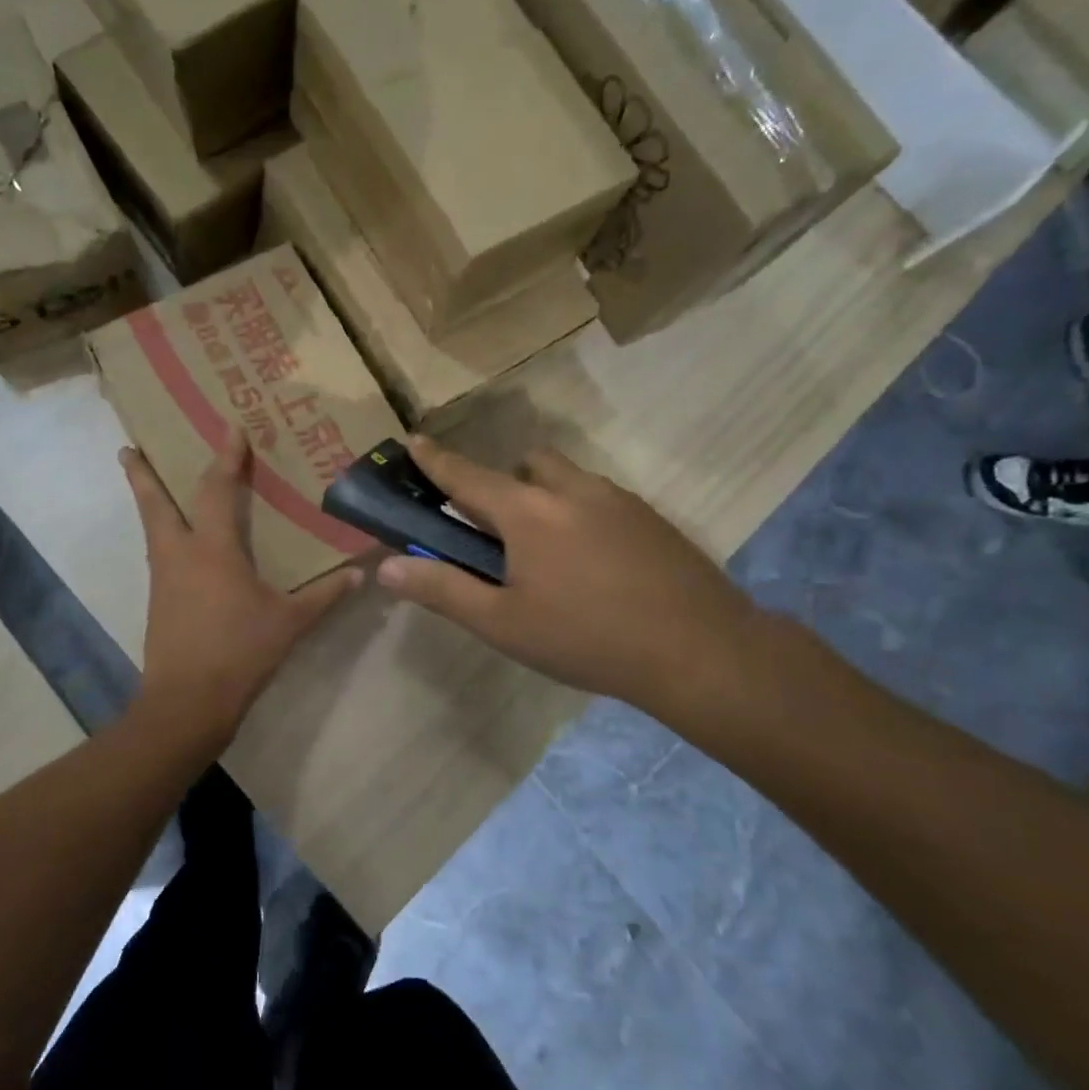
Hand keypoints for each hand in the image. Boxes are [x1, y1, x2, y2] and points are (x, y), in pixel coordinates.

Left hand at [123, 428, 361, 736]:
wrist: (186, 703)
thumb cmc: (239, 652)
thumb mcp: (290, 623)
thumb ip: (325, 595)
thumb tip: (360, 574)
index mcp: (213, 550)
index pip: (216, 490)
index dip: (225, 457)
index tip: (229, 427)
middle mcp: (180, 554)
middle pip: (154, 503)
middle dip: (142, 473)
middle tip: (128, 447)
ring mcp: (163, 578)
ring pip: (151, 528)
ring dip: (148, 501)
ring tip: (147, 484)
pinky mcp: (158, 602)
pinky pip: (159, 554)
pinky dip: (162, 535)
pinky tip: (177, 545)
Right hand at [375, 436, 769, 732]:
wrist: (701, 650)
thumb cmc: (587, 638)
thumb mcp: (503, 623)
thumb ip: (442, 589)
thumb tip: (387, 567)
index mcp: (527, 512)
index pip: (466, 475)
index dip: (435, 459)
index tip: (413, 440)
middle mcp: (570, 489)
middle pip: (524, 465)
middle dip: (502, 484)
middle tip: (497, 533)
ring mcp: (617, 499)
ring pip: (566, 478)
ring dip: (544, 497)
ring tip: (548, 554)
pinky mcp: (650, 517)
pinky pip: (599, 499)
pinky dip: (580, 514)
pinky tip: (594, 566)